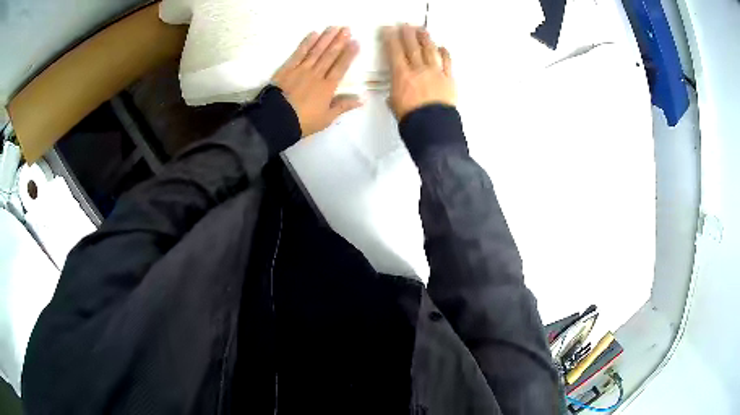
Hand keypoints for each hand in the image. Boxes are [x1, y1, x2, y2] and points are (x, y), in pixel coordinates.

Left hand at [272, 27, 362, 136]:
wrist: (276, 120)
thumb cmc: (303, 122)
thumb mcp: (326, 118)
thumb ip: (343, 106)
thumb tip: (362, 99)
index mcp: (327, 87)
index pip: (341, 67)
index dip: (349, 54)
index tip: (356, 42)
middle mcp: (316, 74)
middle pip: (330, 55)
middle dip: (339, 41)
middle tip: (347, 28)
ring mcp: (301, 70)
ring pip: (317, 51)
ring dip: (326, 38)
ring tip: (334, 27)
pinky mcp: (287, 69)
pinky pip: (299, 53)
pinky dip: (306, 43)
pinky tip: (313, 34)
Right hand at [383, 25, 455, 119]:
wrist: (432, 126)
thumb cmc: (411, 118)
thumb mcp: (394, 104)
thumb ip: (395, 93)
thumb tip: (396, 90)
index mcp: (402, 75)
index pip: (394, 52)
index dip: (391, 39)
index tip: (388, 30)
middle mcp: (418, 69)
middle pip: (412, 47)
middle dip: (408, 34)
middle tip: (405, 26)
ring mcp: (435, 72)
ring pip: (429, 50)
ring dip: (425, 39)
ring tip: (422, 31)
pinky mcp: (448, 79)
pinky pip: (447, 62)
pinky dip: (444, 53)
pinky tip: (442, 47)